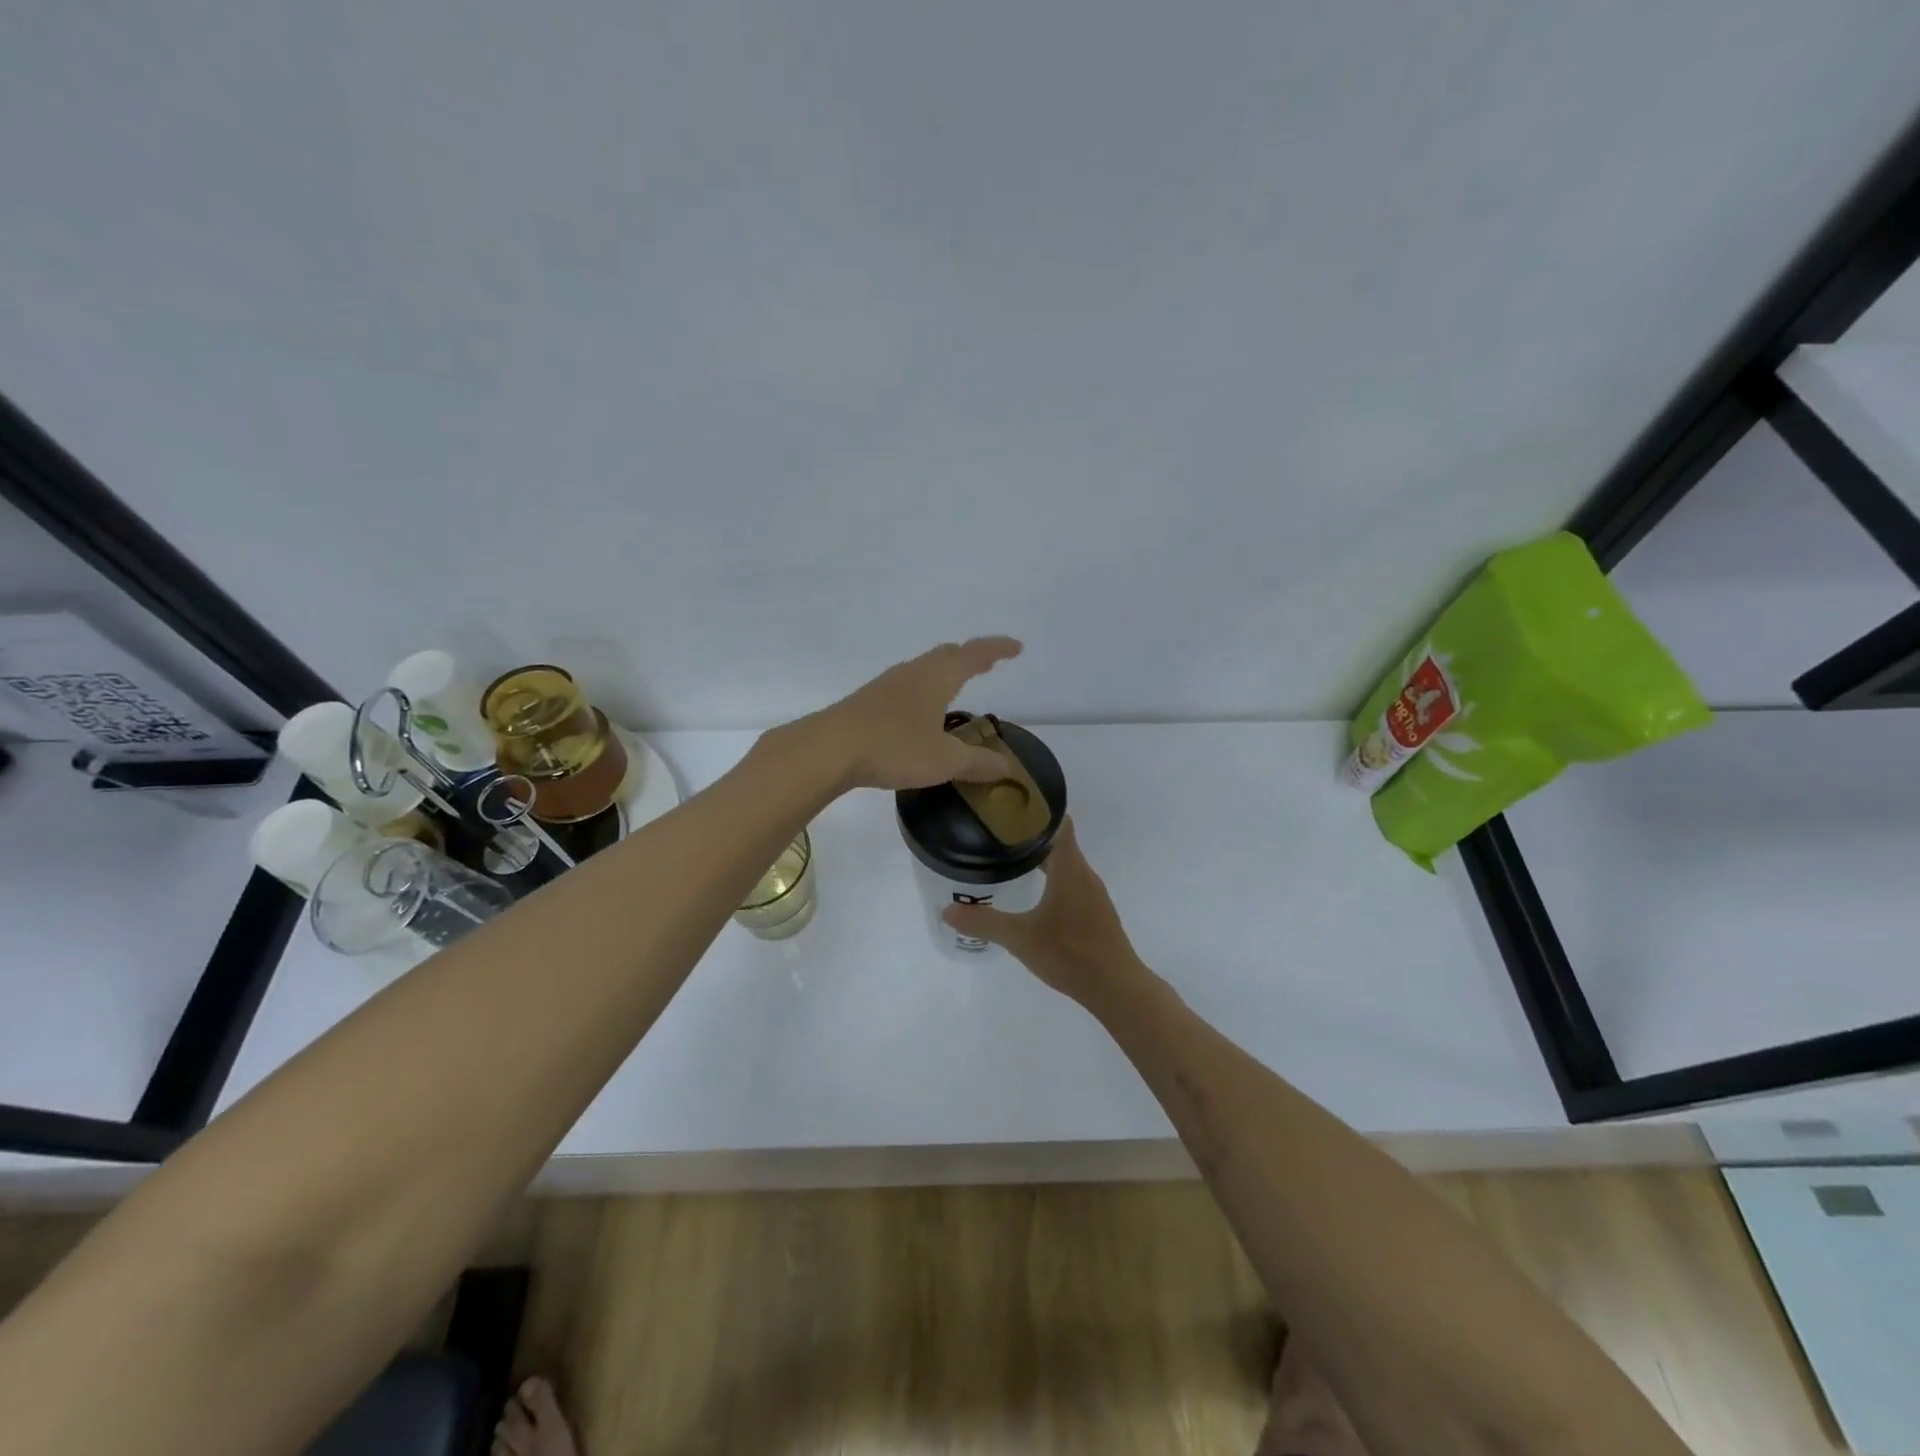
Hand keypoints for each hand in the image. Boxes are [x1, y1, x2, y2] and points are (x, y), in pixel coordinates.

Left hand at [807, 636, 1023, 791]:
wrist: (828, 749)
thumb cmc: (894, 747)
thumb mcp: (944, 760)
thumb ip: (977, 763)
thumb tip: (1006, 767)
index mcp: (937, 677)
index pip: (974, 654)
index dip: (997, 649)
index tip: (1016, 648)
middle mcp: (912, 673)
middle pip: (946, 655)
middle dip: (970, 657)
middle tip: (988, 663)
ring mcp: (886, 685)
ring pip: (923, 669)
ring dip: (943, 672)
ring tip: (954, 686)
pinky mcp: (867, 702)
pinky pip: (905, 687)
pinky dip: (923, 690)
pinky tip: (918, 712)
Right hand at [942, 817, 1142, 1003]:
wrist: (1116, 988)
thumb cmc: (1070, 953)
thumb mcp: (1020, 938)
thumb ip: (984, 922)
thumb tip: (948, 911)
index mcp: (1070, 868)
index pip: (1059, 823)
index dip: (1038, 811)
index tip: (1010, 807)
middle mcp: (1084, 874)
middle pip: (1059, 842)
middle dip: (1031, 836)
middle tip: (998, 835)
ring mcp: (1093, 894)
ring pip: (1066, 864)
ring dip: (1042, 859)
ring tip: (1011, 860)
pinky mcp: (1095, 913)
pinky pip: (1071, 883)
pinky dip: (1052, 879)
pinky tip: (1034, 894)